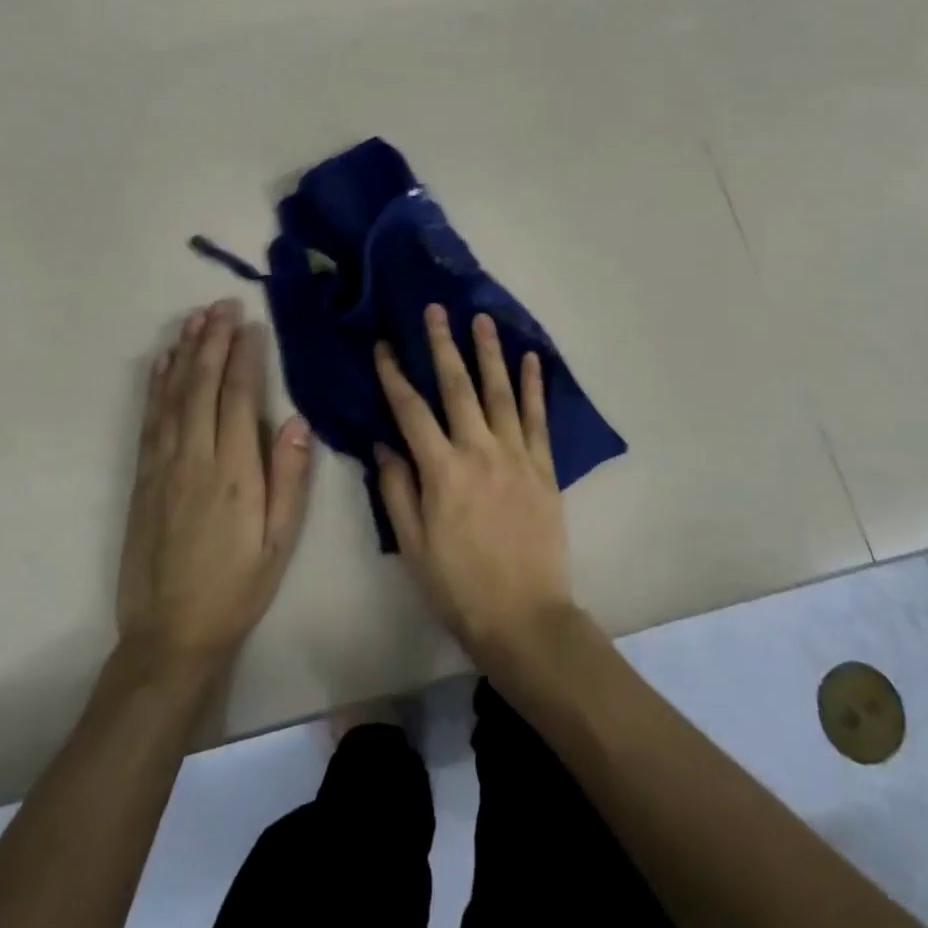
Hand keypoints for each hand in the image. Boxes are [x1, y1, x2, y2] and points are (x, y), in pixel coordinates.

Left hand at [117, 299, 314, 673]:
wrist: (169, 635)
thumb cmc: (237, 587)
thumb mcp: (280, 541)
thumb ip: (291, 478)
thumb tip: (297, 420)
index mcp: (234, 471)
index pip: (239, 397)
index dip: (245, 356)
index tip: (251, 323)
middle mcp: (194, 457)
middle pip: (202, 385)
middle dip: (213, 339)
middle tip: (222, 303)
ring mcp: (162, 465)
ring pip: (172, 395)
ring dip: (184, 352)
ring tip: (194, 317)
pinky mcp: (143, 477)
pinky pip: (150, 419)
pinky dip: (156, 385)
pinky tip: (162, 363)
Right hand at [374, 304, 576, 665]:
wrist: (525, 618)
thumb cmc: (459, 586)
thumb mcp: (412, 544)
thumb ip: (396, 489)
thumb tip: (383, 442)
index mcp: (441, 471)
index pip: (411, 410)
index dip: (395, 375)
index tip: (384, 345)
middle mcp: (478, 451)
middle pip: (457, 387)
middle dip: (443, 345)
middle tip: (436, 310)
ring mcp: (515, 455)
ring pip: (500, 392)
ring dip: (489, 353)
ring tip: (482, 319)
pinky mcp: (544, 467)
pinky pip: (537, 418)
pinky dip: (534, 386)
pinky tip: (531, 359)